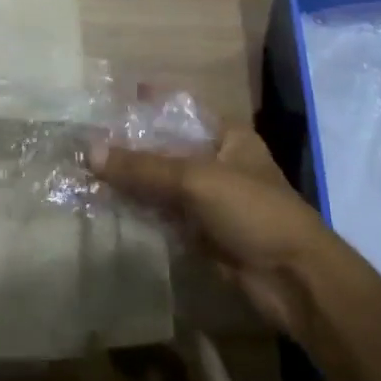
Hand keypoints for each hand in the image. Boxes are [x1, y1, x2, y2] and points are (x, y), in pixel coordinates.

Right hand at [93, 127, 338, 339]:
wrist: (293, 280)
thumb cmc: (253, 211)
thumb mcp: (196, 180)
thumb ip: (144, 167)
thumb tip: (89, 151)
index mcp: (228, 136)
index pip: (181, 111)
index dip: (149, 104)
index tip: (112, 99)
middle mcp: (218, 162)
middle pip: (167, 148)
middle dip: (131, 146)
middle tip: (87, 139)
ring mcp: (210, 200)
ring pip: (162, 184)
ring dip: (131, 181)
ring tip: (87, 170)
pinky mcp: (202, 233)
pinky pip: (164, 215)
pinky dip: (139, 211)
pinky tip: (108, 205)